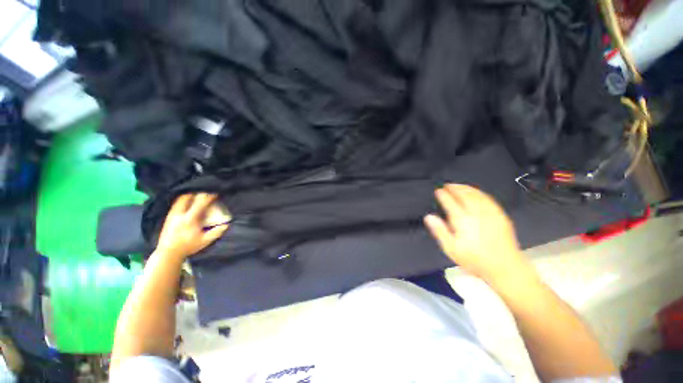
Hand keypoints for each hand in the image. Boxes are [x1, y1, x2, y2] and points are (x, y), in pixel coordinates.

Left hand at [156, 193, 227, 260]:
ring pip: (179, 200)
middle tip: (204, 192)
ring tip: (195, 195)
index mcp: (190, 219)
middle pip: (186, 197)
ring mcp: (172, 215)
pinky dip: (182, 201)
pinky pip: (175, 205)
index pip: (201, 204)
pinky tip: (186, 203)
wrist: (168, 253)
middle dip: (196, 193)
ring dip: (188, 196)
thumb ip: (216, 232)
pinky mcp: (168, 218)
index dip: (209, 197)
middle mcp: (179, 215)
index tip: (215, 193)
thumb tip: (226, 225)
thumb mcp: (205, 241)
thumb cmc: (188, 247)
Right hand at [424, 184, 529, 283]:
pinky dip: (479, 192)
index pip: (450, 202)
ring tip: (458, 185)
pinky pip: (488, 199)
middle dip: (454, 188)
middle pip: (464, 195)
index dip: (443, 195)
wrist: (505, 268)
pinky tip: (476, 192)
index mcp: (463, 221)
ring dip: (466, 188)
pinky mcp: (500, 215)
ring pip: (476, 195)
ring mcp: (490, 213)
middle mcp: (476, 213)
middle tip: (447, 185)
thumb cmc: (475, 260)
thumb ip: (440, 231)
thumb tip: (429, 216)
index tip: (438, 191)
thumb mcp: (451, 249)